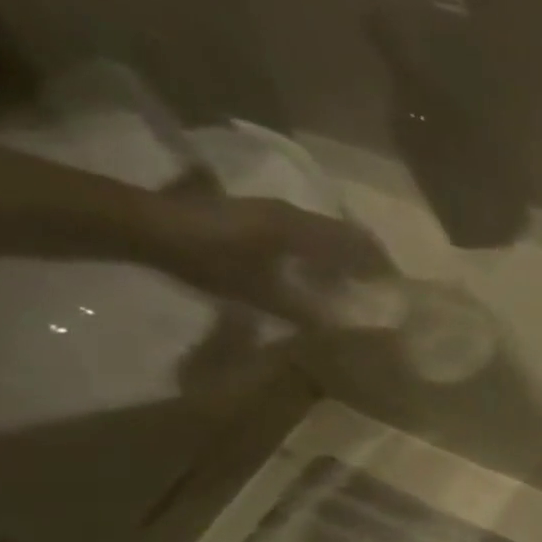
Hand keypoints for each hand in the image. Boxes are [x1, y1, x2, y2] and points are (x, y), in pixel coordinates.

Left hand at [159, 194, 399, 326]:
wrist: (143, 226)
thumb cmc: (208, 258)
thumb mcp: (260, 293)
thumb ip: (305, 311)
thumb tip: (344, 329)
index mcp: (302, 228)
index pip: (359, 244)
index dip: (382, 267)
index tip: (398, 290)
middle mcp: (293, 214)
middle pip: (345, 235)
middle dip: (366, 263)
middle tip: (378, 292)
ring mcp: (271, 212)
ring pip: (323, 234)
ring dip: (340, 258)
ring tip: (349, 287)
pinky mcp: (254, 217)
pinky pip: (303, 235)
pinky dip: (318, 254)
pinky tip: (312, 275)